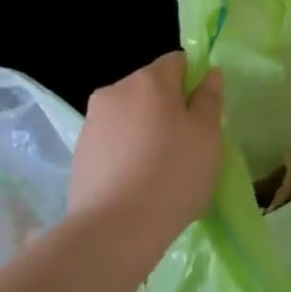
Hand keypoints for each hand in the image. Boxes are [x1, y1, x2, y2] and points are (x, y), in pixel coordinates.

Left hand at [69, 54, 223, 248]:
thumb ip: (210, 98)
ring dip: (146, 130)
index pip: (177, 62)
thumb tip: (211, 73)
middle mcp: (115, 90)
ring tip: (160, 169)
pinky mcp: (80, 151)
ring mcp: (92, 121)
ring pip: (130, 114)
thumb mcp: (208, 135)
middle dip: (169, 107)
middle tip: (187, 145)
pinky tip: (137, 182)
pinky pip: (113, 140)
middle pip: (151, 87)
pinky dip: (126, 151)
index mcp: (149, 80)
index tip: (203, 114)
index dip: (195, 81)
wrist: (115, 230)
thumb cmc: (173, 174)